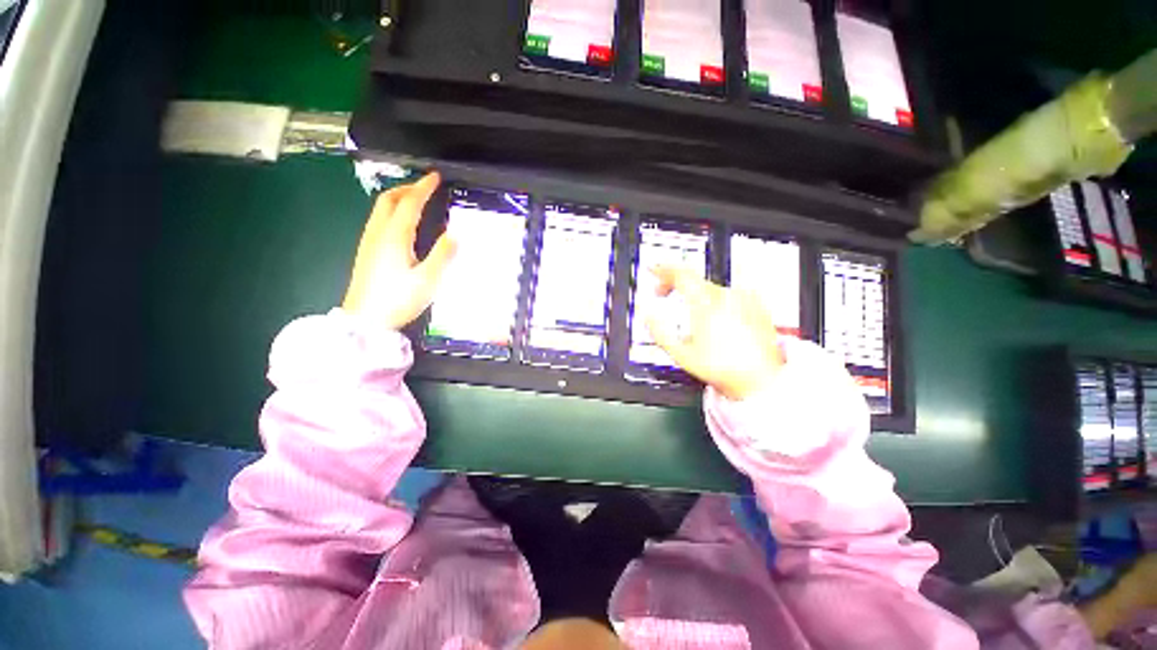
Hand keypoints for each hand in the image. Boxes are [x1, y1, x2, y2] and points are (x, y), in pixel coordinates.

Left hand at [342, 173, 455, 329]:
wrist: (365, 320)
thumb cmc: (398, 300)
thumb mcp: (428, 280)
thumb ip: (442, 255)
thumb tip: (455, 235)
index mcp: (395, 236)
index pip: (410, 203)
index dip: (423, 188)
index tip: (435, 177)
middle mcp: (378, 233)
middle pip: (388, 199)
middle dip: (407, 188)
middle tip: (426, 187)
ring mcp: (369, 241)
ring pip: (380, 208)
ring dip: (398, 198)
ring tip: (416, 201)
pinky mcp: (366, 251)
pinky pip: (378, 220)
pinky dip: (391, 211)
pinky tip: (402, 224)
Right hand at [645, 266, 784, 400]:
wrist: (762, 379)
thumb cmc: (724, 369)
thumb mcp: (682, 355)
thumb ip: (660, 332)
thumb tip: (648, 316)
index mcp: (706, 305)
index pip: (681, 274)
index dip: (663, 269)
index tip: (653, 269)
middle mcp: (726, 296)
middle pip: (694, 278)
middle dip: (674, 283)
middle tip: (662, 294)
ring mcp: (744, 299)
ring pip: (710, 286)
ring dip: (693, 293)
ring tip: (687, 310)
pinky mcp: (755, 305)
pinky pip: (728, 293)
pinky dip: (713, 298)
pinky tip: (713, 314)